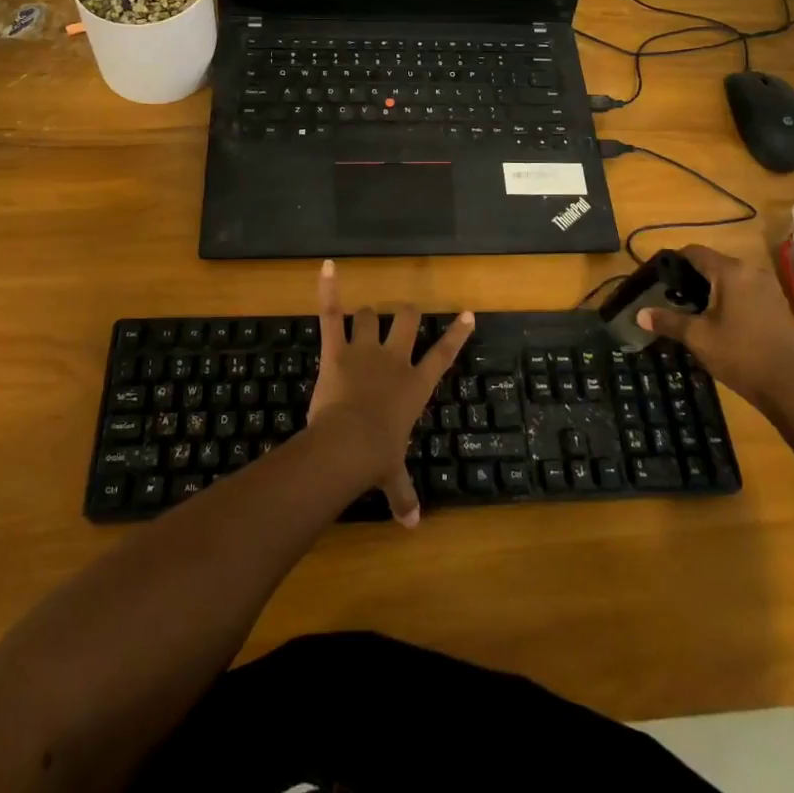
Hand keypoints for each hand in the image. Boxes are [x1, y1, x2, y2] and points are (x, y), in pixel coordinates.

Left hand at [306, 260, 474, 526]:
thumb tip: (412, 526)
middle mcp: (395, 360)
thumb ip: (404, 496)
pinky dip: (327, 289)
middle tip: (404, 316)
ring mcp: (365, 350)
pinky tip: (326, 266)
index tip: (467, 313)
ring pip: (370, 315)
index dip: (456, 333)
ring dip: (367, 315)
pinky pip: (331, 313)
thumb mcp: (393, 477)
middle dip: (407, 314)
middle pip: (408, 320)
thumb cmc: (376, 458)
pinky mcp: (336, 348)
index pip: (443, 355)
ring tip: (363, 317)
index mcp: (415, 386)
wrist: (348, 445)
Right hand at [636, 244, 793, 411]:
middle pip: (714, 263)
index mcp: (731, 272)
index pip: (695, 252)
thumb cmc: (739, 354)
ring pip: (731, 277)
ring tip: (694, 309)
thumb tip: (639, 315)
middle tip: (673, 296)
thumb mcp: (697, 337)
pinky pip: (746, 289)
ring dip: (712, 287)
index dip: (674, 261)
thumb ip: (667, 321)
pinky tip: (722, 319)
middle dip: (692, 276)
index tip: (659, 277)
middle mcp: (752, 271)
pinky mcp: (777, 304)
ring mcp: (769, 287)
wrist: (789, 387)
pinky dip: (731, 296)